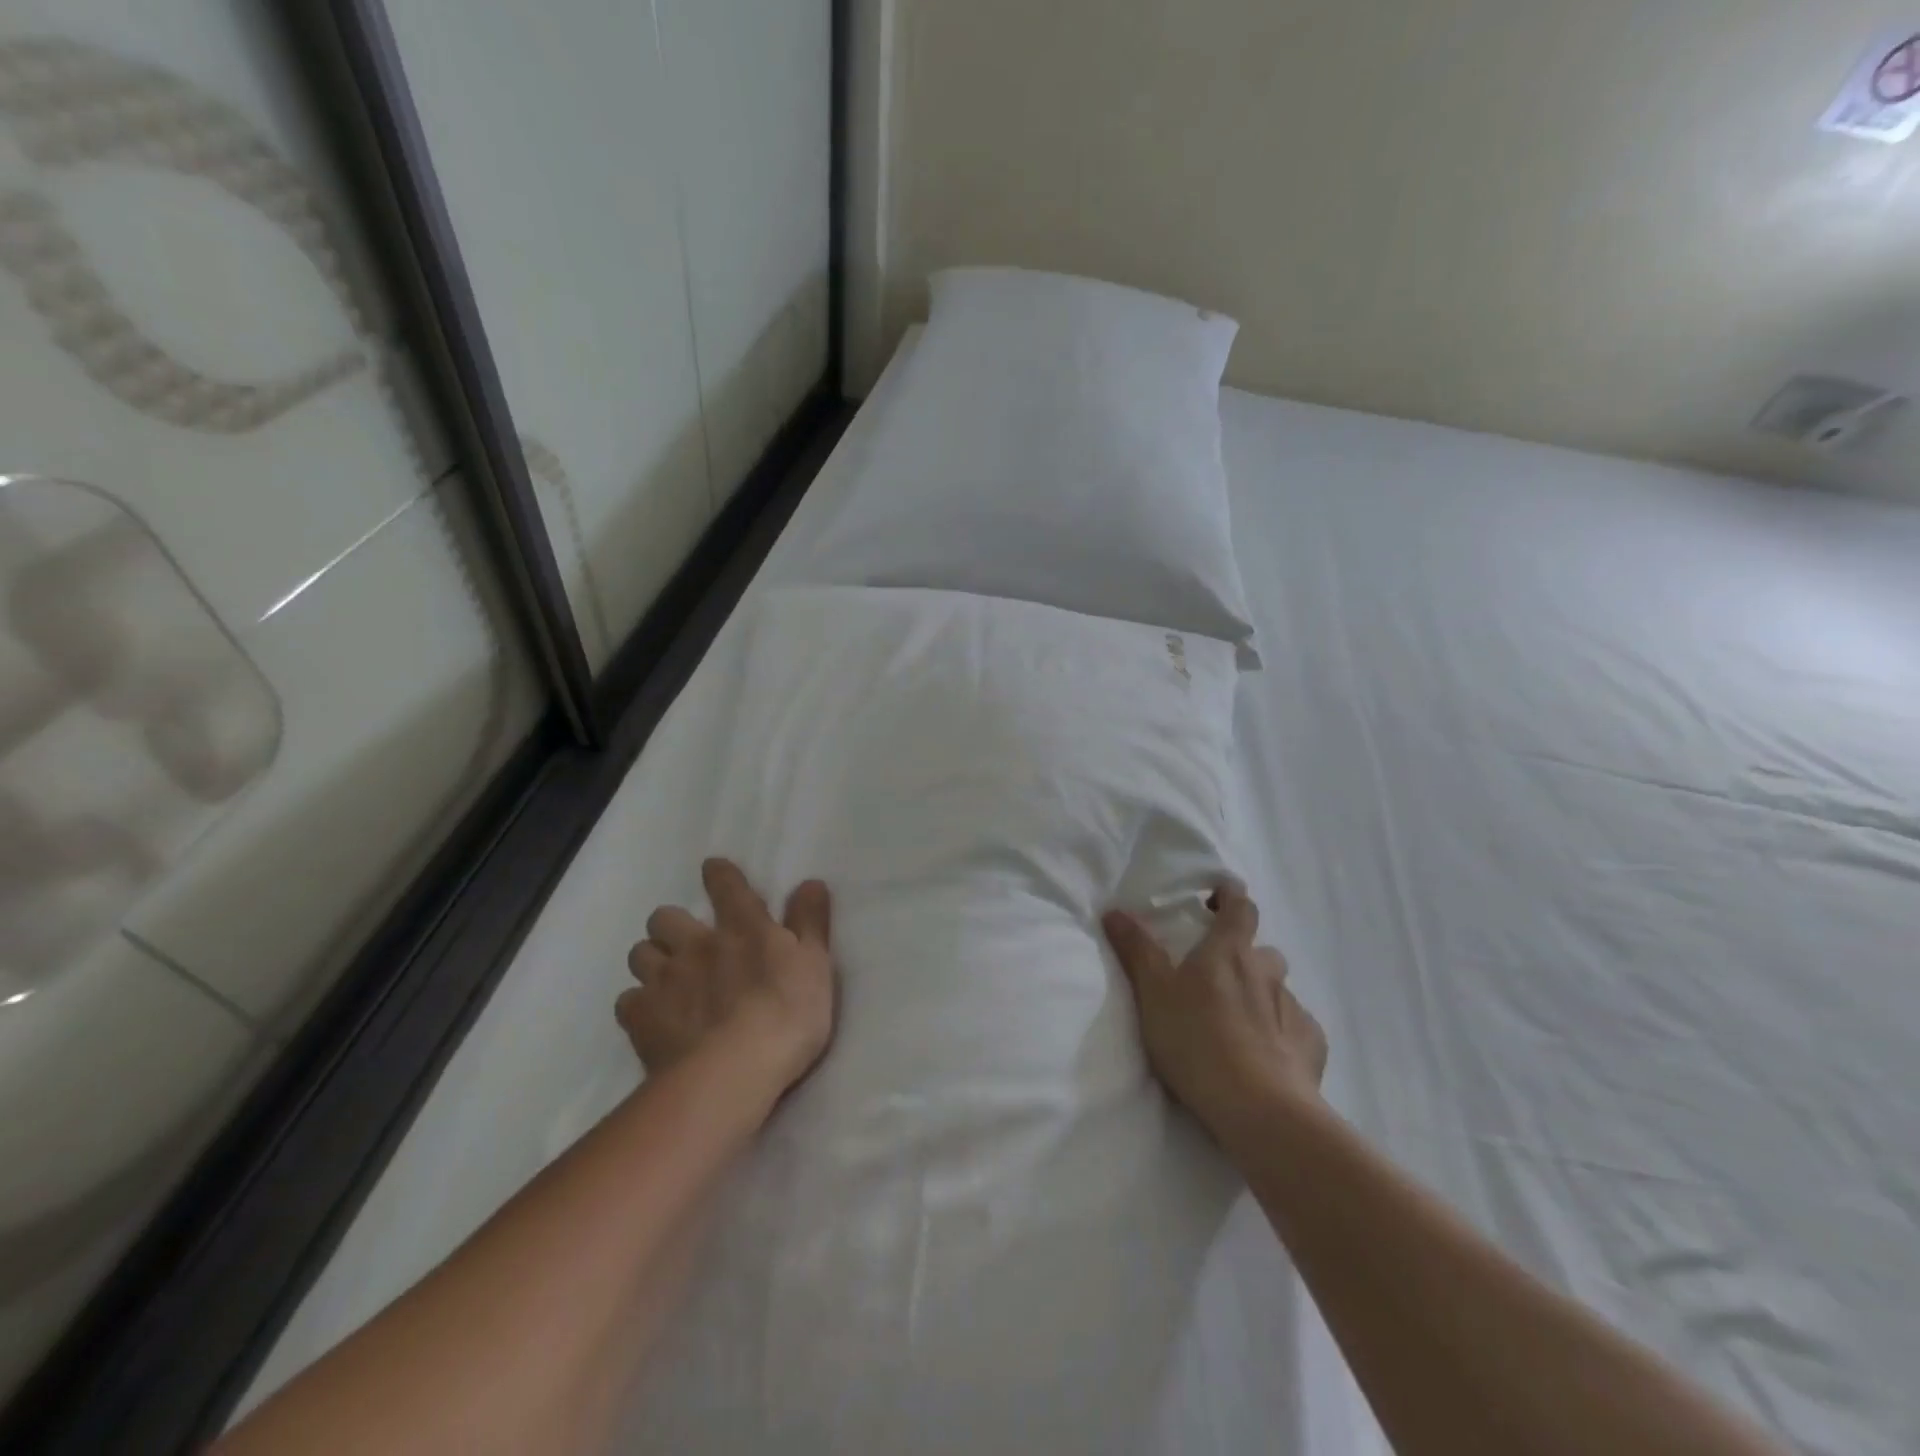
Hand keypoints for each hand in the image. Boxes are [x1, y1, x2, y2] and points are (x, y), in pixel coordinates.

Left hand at [619, 858, 835, 1097]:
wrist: (733, 1073)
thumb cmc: (787, 1015)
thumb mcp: (815, 965)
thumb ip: (810, 922)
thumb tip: (809, 881)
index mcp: (743, 928)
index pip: (726, 886)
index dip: (719, 874)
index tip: (714, 870)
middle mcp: (696, 945)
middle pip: (665, 917)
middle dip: (672, 925)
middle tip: (687, 944)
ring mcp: (664, 981)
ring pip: (640, 953)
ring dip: (652, 960)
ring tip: (666, 979)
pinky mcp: (641, 1019)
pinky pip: (627, 1001)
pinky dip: (638, 1005)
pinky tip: (652, 1018)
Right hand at [1103, 882, 1326, 1137]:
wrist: (1260, 1110)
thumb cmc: (1197, 1040)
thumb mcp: (1153, 993)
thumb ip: (1136, 949)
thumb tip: (1116, 910)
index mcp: (1229, 952)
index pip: (1240, 907)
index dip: (1230, 897)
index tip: (1217, 897)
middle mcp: (1267, 972)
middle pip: (1261, 951)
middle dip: (1244, 956)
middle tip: (1218, 977)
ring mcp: (1294, 1009)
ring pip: (1279, 990)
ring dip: (1261, 995)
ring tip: (1239, 1021)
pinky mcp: (1312, 1046)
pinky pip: (1297, 1028)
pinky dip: (1282, 1032)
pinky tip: (1267, 1054)